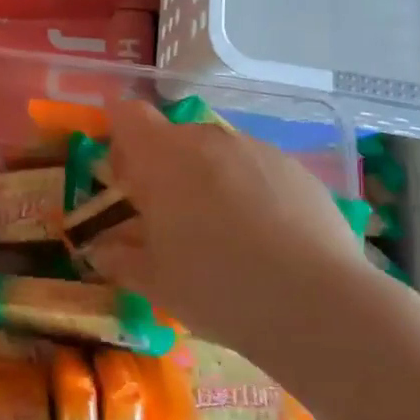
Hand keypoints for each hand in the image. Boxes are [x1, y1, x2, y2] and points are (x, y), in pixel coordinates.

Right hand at [87, 100, 373, 368]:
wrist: (318, 304)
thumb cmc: (216, 287)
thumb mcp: (155, 282)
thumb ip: (120, 259)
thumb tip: (101, 250)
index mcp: (161, 156)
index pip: (127, 115)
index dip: (120, 138)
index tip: (125, 176)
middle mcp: (206, 139)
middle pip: (173, 136)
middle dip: (166, 167)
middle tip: (172, 218)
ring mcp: (255, 149)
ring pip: (217, 153)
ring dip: (209, 179)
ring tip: (224, 232)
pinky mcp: (296, 168)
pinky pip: (257, 169)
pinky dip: (251, 191)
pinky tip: (267, 239)